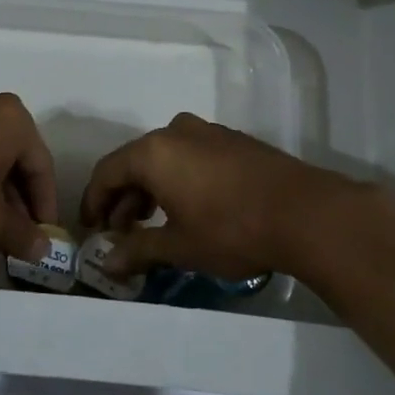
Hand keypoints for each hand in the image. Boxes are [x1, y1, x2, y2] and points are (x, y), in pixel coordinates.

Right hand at [79, 113, 378, 279]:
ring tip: (152, 225)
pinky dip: (177, 179)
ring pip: (164, 158)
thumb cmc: (231, 229)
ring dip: (150, 190)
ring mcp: (207, 132)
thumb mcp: (180, 246)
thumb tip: (107, 263)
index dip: (94, 201)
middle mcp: (176, 131)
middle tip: (120, 233)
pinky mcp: (232, 141)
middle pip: (135, 162)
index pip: (107, 172)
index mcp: (154, 151)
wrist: (304, 212)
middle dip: (123, 199)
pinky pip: (190, 156)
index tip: (91, 229)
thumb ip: (138, 250)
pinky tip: (187, 208)